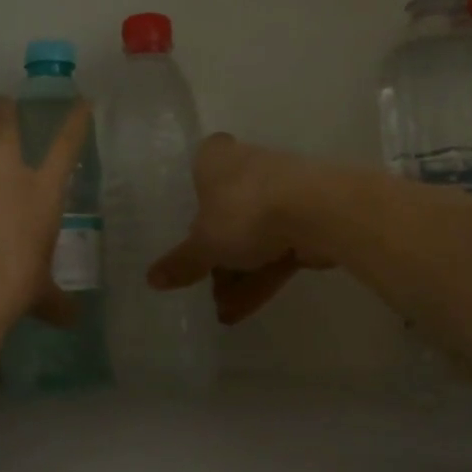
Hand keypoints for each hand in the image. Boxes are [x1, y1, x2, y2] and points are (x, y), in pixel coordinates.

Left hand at [0, 84, 89, 330]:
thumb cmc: (9, 287)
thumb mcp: (39, 294)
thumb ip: (55, 301)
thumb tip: (73, 321)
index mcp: (42, 193)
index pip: (66, 149)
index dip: (75, 123)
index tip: (81, 103)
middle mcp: (7, 166)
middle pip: (8, 121)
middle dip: (5, 109)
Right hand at [146, 135, 335, 325]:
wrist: (319, 211)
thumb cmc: (245, 210)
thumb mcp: (205, 243)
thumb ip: (182, 262)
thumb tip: (152, 279)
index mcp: (216, 159)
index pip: (198, 168)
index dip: (193, 198)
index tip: (187, 227)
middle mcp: (248, 167)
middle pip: (225, 212)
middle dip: (216, 254)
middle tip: (202, 284)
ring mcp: (281, 193)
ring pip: (252, 236)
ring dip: (237, 274)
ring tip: (222, 312)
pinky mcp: (306, 219)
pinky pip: (275, 250)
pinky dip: (260, 278)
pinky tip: (242, 311)